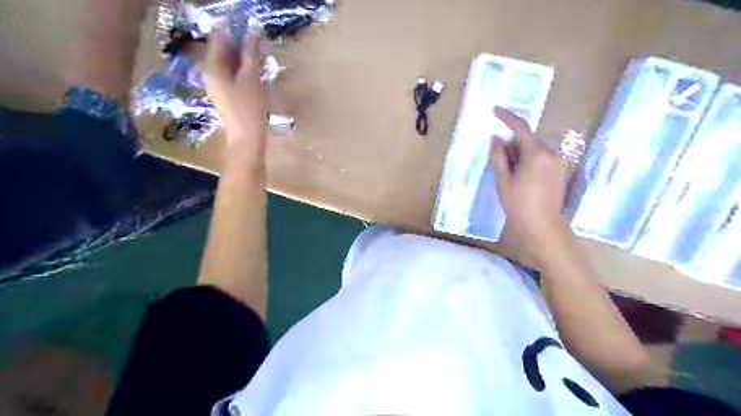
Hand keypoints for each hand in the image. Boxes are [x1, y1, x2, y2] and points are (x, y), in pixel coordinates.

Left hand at [203, 30, 266, 164]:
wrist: (247, 139)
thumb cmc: (249, 108)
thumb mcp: (252, 79)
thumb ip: (251, 54)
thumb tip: (252, 32)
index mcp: (212, 66)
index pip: (219, 38)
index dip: (236, 32)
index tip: (254, 32)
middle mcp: (211, 73)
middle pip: (224, 51)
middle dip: (242, 46)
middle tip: (262, 47)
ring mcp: (218, 85)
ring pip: (230, 64)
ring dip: (245, 59)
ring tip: (262, 60)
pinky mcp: (227, 95)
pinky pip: (234, 76)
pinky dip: (244, 71)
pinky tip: (257, 75)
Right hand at [491, 108, 571, 262]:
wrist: (542, 226)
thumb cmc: (518, 205)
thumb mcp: (503, 180)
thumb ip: (499, 156)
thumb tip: (496, 138)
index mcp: (536, 154)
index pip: (521, 128)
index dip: (508, 117)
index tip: (495, 111)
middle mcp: (551, 153)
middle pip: (529, 138)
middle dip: (513, 141)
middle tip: (499, 154)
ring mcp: (559, 162)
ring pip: (536, 148)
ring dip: (522, 151)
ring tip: (510, 170)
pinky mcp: (561, 170)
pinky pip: (543, 157)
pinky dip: (530, 159)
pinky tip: (522, 175)